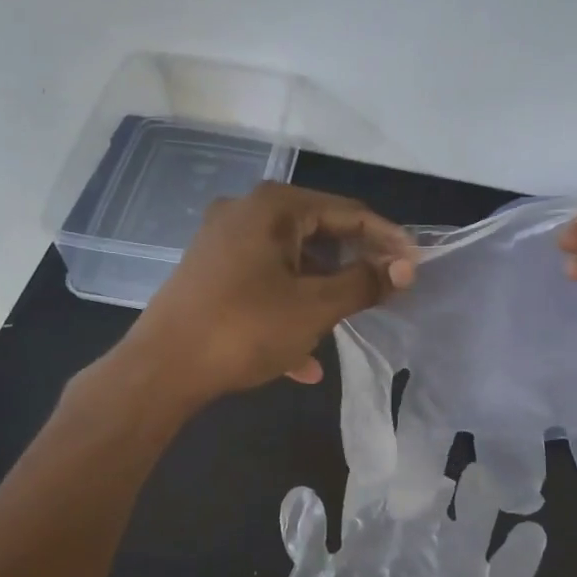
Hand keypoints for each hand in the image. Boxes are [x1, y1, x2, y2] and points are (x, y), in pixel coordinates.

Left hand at [121, 182, 416, 404]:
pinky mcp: (209, 274)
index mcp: (274, 207)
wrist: (161, 369)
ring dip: (320, 296)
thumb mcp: (315, 307)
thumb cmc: (245, 329)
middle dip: (352, 269)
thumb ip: (364, 283)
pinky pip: (262, 286)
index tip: (415, 267)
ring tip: (346, 325)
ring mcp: (223, 243)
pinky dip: (286, 313)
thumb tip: (406, 268)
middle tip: (384, 294)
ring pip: (290, 265)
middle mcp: (245, 213)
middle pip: (317, 235)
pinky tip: (304, 362)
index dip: (387, 240)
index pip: (348, 213)